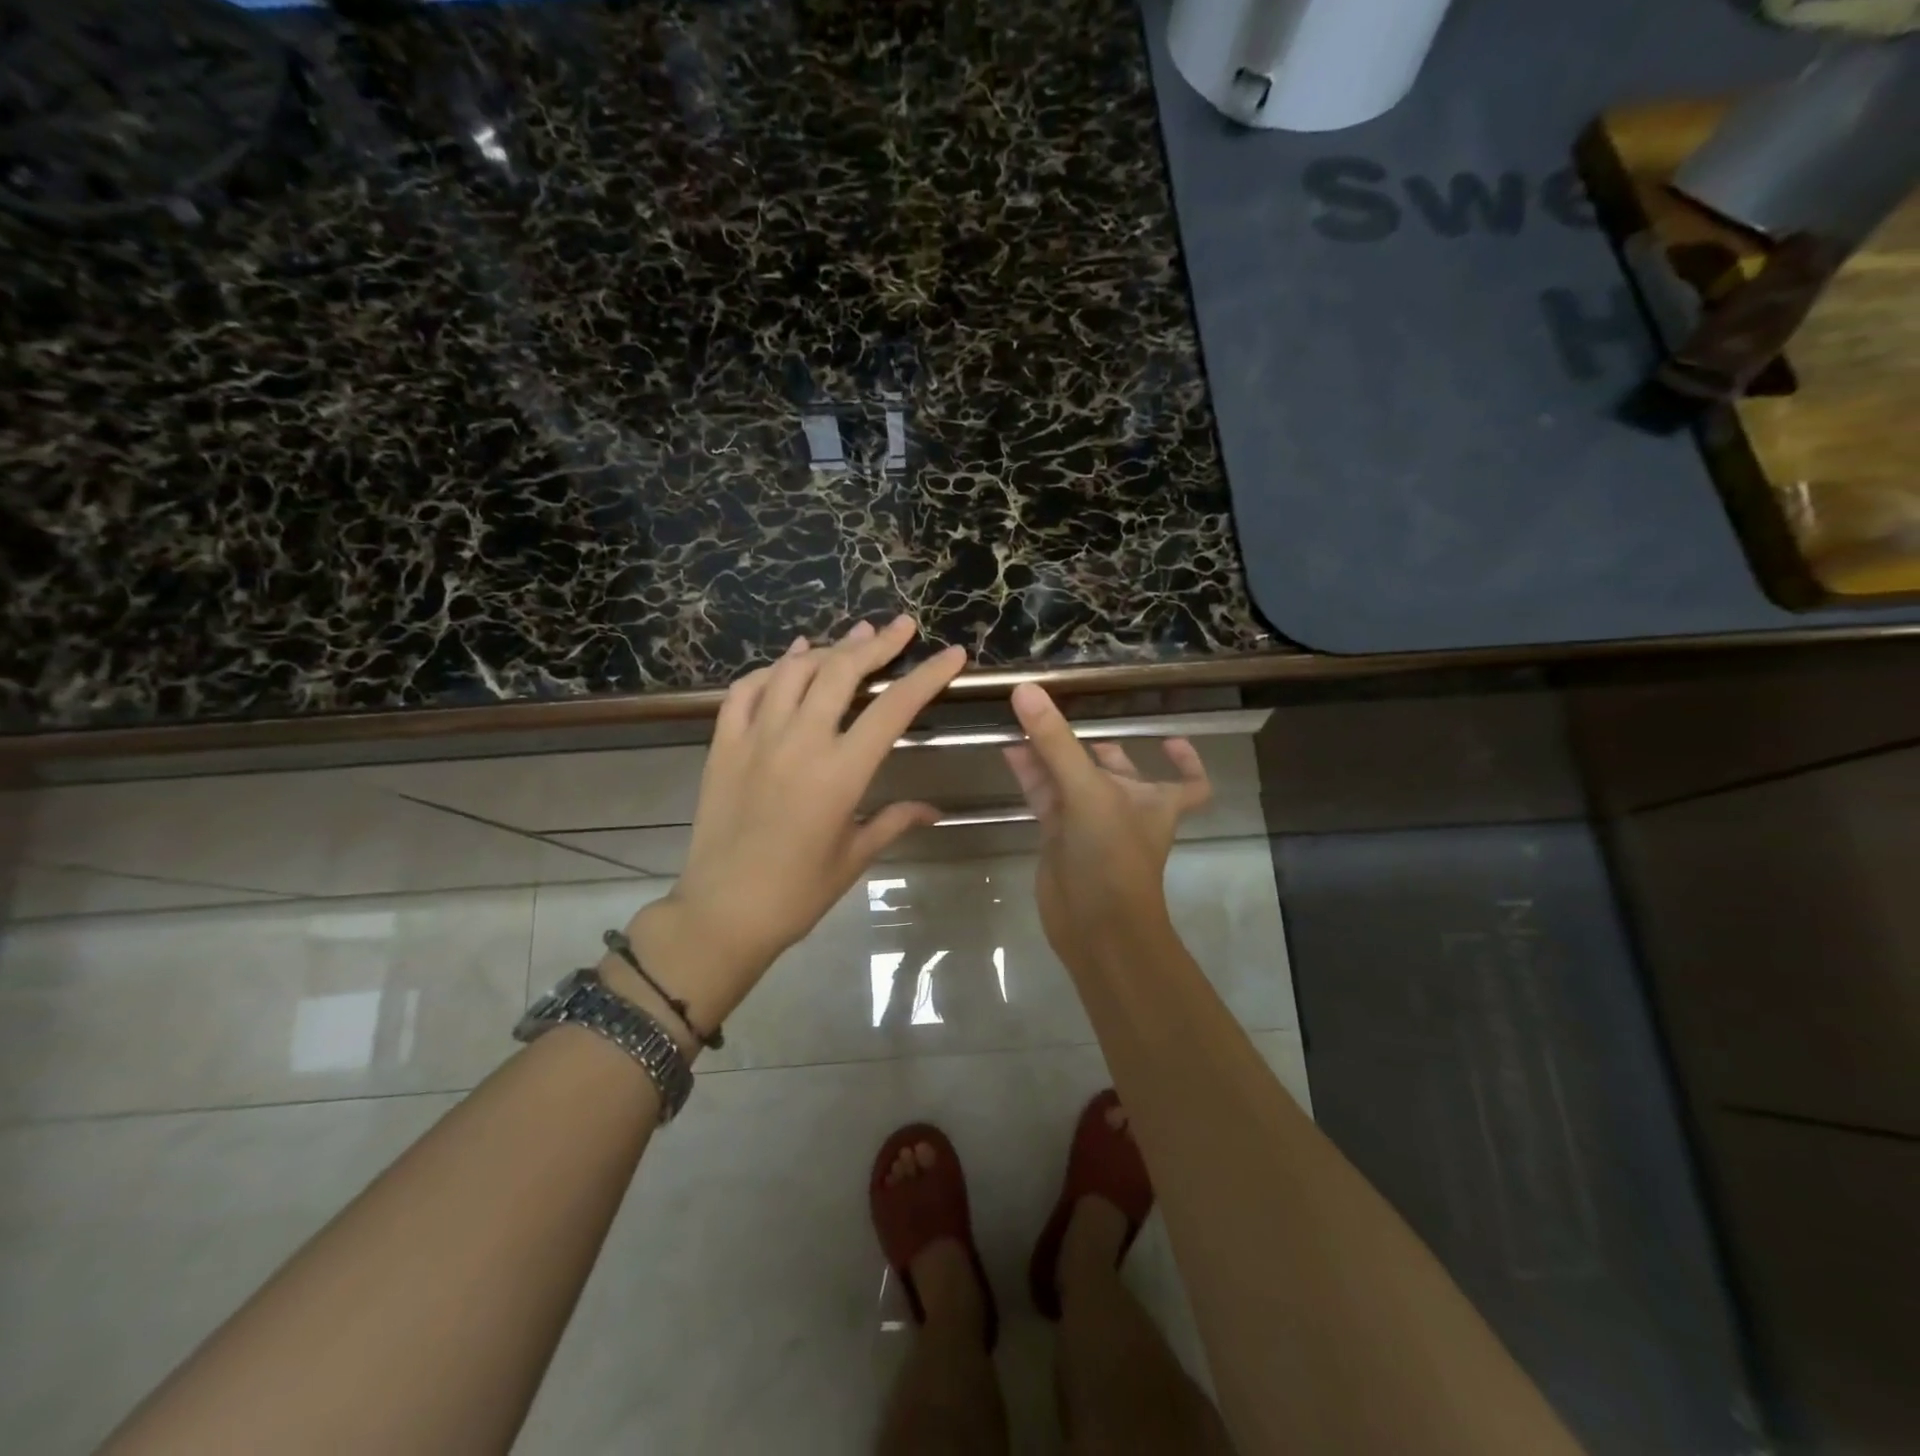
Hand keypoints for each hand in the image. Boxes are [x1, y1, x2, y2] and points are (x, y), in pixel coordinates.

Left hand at [619, 618, 966, 1037]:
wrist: (722, 912)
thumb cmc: (797, 893)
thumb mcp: (854, 857)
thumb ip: (894, 821)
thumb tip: (934, 809)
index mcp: (840, 772)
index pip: (894, 708)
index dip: (927, 675)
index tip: (952, 653)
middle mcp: (799, 742)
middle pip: (842, 671)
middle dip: (877, 643)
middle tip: (900, 625)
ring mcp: (756, 738)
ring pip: (793, 671)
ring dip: (827, 648)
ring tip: (853, 637)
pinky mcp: (723, 744)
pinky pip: (745, 690)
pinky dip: (771, 670)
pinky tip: (789, 663)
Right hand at [1001, 682, 1210, 969]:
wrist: (1095, 927)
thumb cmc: (1113, 856)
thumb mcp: (1088, 791)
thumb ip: (1056, 742)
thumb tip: (1026, 689)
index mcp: (1155, 800)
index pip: (1189, 783)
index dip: (1186, 762)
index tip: (1170, 738)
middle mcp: (1125, 809)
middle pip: (1114, 769)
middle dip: (1091, 746)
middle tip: (1060, 716)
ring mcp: (1090, 825)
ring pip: (1071, 780)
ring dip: (1051, 754)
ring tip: (1023, 720)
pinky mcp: (1059, 838)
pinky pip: (1046, 797)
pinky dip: (1031, 774)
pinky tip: (1011, 750)